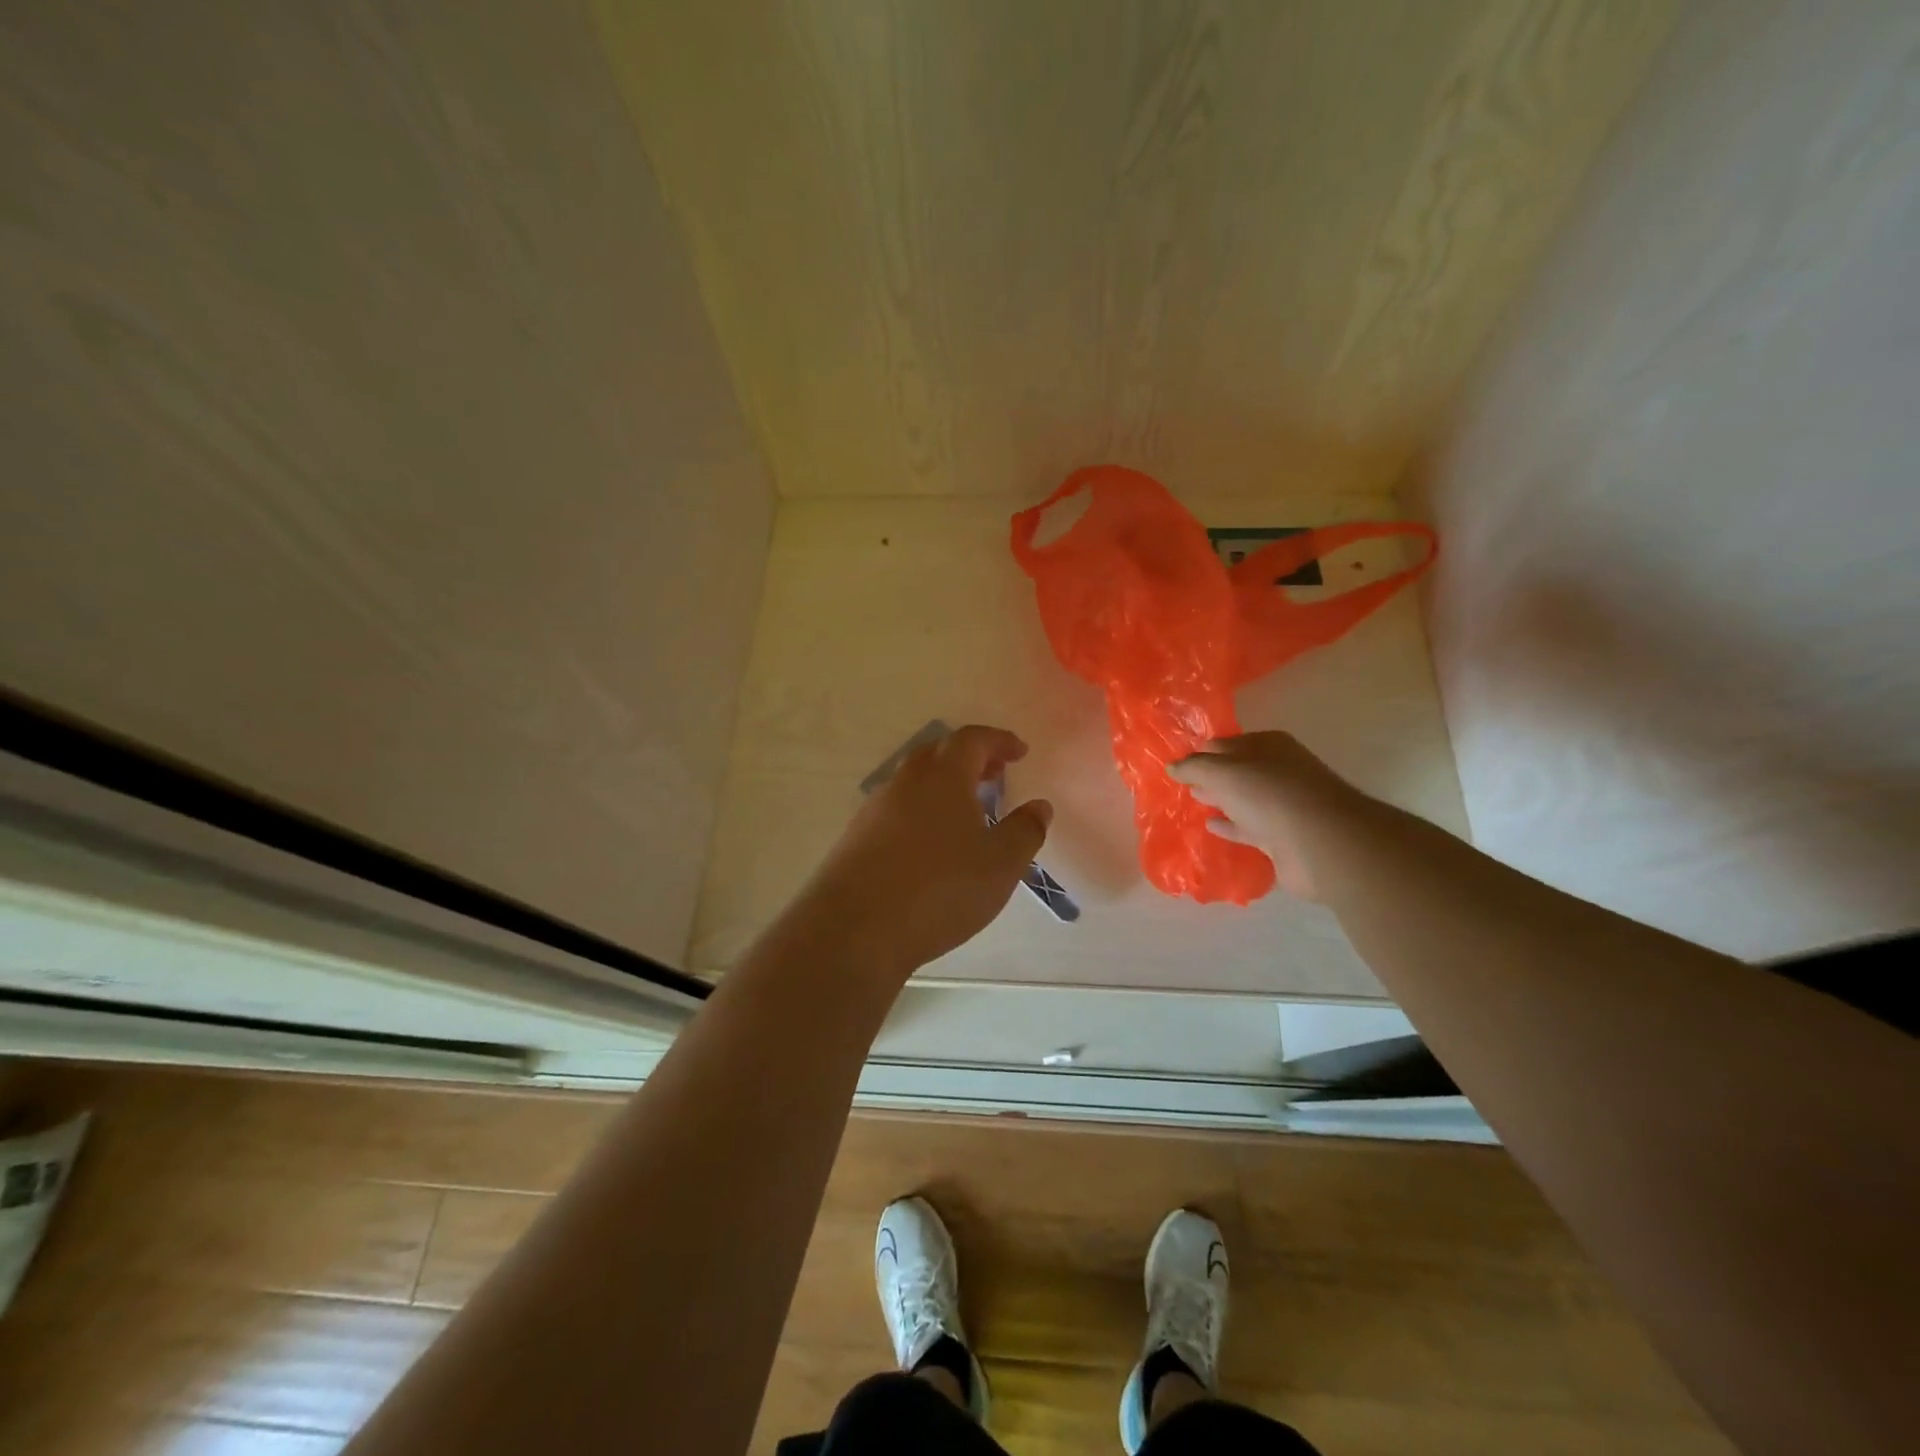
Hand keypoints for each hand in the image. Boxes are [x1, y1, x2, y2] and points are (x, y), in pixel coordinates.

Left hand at [792, 725, 1051, 981]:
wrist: (855, 928)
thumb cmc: (940, 888)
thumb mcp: (1000, 864)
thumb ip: (1025, 831)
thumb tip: (1039, 806)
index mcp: (943, 776)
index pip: (972, 739)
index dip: (999, 741)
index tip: (1019, 751)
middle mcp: (905, 782)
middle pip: (938, 753)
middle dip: (970, 758)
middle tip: (994, 774)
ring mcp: (875, 809)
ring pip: (914, 782)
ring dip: (943, 785)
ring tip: (966, 812)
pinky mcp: (856, 838)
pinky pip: (896, 810)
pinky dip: (921, 811)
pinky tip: (930, 844)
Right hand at [1168, 732, 1359, 901]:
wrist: (1319, 842)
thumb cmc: (1269, 794)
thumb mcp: (1223, 772)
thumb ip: (1194, 767)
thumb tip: (1172, 767)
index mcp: (1268, 746)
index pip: (1226, 743)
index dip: (1202, 752)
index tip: (1177, 763)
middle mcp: (1278, 771)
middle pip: (1237, 770)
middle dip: (1211, 775)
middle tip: (1182, 782)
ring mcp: (1283, 805)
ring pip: (1243, 799)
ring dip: (1220, 799)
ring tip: (1193, 800)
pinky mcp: (1282, 837)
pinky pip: (1249, 827)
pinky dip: (1230, 825)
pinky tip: (1210, 826)